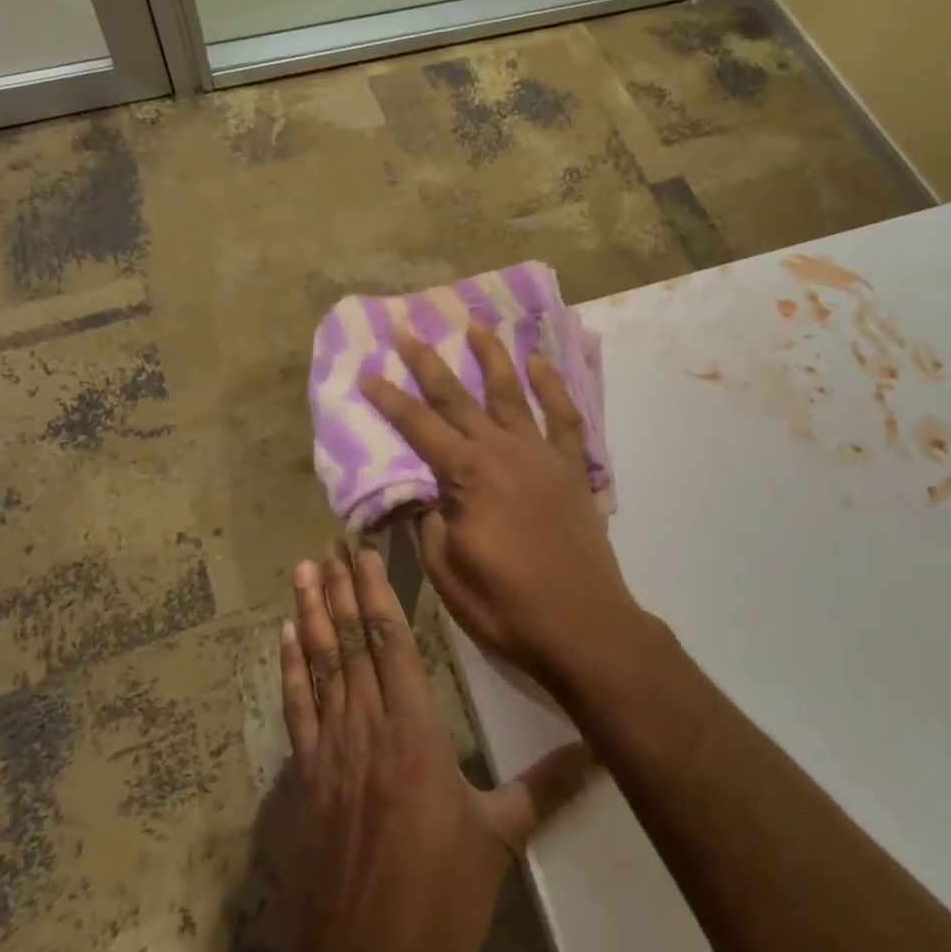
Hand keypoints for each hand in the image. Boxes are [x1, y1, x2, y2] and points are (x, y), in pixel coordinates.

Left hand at [265, 545, 591, 951]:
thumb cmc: (439, 900)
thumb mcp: (499, 839)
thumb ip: (546, 786)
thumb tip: (601, 753)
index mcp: (416, 731)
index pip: (392, 643)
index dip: (376, 593)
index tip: (363, 553)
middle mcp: (368, 726)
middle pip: (351, 643)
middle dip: (340, 589)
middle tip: (327, 544)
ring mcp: (331, 749)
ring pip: (320, 665)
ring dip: (310, 615)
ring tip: (302, 572)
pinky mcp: (306, 778)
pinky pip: (296, 709)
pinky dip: (289, 669)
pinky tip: (284, 638)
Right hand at [360, 326, 646, 691]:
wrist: (583, 626)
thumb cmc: (506, 605)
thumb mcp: (446, 571)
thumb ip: (426, 521)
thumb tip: (413, 490)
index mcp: (467, 474)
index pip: (418, 427)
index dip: (389, 400)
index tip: (367, 373)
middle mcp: (503, 450)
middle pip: (458, 397)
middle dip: (428, 363)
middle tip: (408, 331)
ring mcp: (542, 455)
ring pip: (512, 393)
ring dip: (491, 357)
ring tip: (475, 325)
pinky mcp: (573, 468)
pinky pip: (564, 417)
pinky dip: (552, 387)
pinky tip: (540, 364)